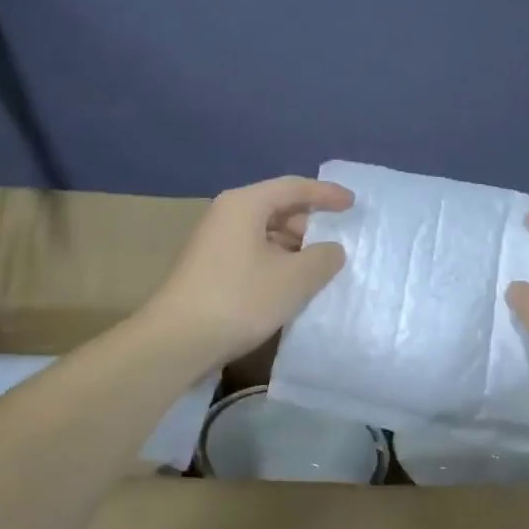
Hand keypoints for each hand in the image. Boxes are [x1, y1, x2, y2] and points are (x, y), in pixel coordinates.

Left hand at [141, 175, 353, 367]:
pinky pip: (251, 250)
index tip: (352, 203)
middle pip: (276, 206)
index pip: (293, 187)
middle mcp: (226, 213)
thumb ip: (322, 258)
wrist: (176, 340)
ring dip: (293, 245)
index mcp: (245, 204)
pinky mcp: (209, 266)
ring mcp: (213, 240)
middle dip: (309, 221)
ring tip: (317, 265)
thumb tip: (332, 249)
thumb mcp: (293, 279)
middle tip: (336, 239)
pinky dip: (275, 259)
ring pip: (263, 231)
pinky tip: (289, 282)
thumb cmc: (239, 299)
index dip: (326, 194)